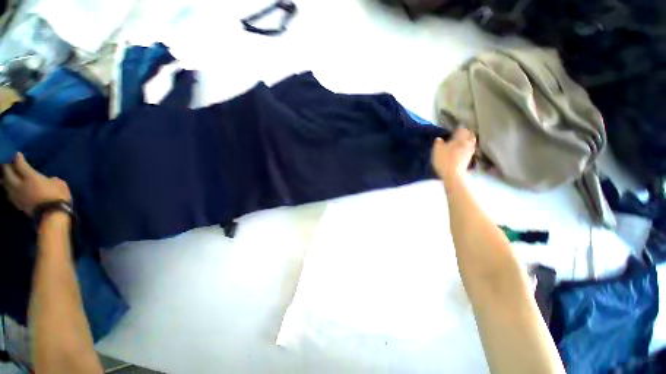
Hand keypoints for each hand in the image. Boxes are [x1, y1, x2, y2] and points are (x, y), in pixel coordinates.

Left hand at [2, 153, 71, 216]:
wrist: (53, 216)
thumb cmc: (58, 197)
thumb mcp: (59, 184)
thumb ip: (50, 180)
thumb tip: (47, 179)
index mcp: (30, 177)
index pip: (20, 164)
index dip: (18, 158)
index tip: (17, 154)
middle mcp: (20, 184)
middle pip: (8, 173)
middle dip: (7, 167)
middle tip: (7, 163)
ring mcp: (17, 195)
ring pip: (5, 184)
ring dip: (5, 179)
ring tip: (5, 176)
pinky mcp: (18, 204)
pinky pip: (9, 194)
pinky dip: (8, 189)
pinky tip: (8, 188)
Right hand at [431, 128, 475, 181]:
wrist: (453, 175)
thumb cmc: (444, 160)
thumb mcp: (437, 150)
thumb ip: (438, 143)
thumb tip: (439, 139)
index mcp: (460, 139)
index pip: (462, 130)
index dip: (459, 128)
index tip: (455, 129)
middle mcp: (468, 144)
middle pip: (470, 135)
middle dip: (467, 133)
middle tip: (461, 133)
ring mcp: (470, 152)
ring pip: (472, 142)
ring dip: (468, 140)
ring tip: (463, 140)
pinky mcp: (469, 159)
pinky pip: (470, 149)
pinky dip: (467, 147)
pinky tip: (463, 149)